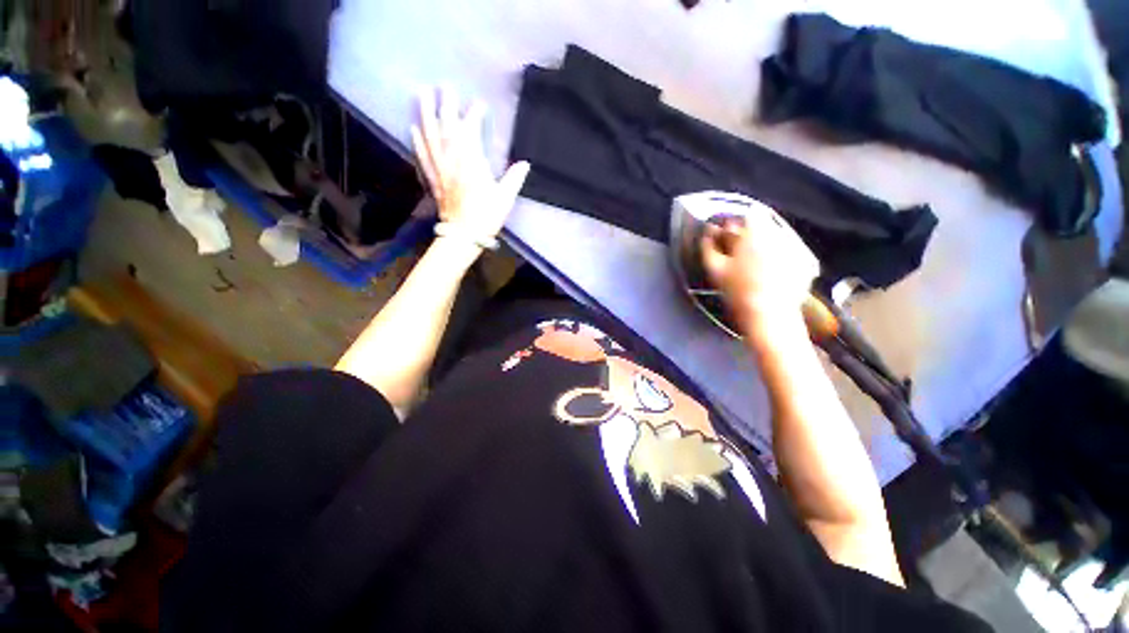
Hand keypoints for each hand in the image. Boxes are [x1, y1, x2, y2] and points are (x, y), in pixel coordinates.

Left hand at [411, 86, 530, 239]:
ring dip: (426, 114)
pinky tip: (413, 127)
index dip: (474, 115)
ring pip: (430, 136)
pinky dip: (418, 140)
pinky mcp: (432, 178)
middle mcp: (452, 160)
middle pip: (447, 127)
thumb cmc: (486, 216)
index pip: (470, 131)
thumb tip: (525, 163)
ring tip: (421, 94)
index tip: (480, 104)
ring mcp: (439, 169)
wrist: (463, 235)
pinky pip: (423, 155)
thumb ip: (514, 178)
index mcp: (471, 162)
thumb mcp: (505, 198)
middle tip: (444, 85)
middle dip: (446, 105)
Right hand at [700, 206, 819, 332]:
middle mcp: (780, 235)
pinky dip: (780, 258)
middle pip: (765, 226)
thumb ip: (708, 246)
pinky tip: (770, 274)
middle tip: (739, 253)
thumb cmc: (738, 290)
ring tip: (754, 265)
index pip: (750, 215)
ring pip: (778, 239)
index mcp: (757, 232)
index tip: (729, 236)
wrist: (768, 315)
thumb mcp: (715, 269)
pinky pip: (790, 253)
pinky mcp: (806, 263)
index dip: (737, 224)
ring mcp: (796, 248)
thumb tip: (707, 231)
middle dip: (752, 235)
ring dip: (766, 246)